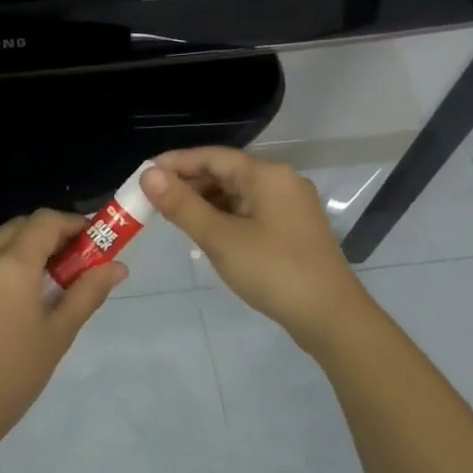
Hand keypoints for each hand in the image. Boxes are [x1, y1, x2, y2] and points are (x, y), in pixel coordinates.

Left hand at [0, 208, 126, 440]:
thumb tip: (118, 266)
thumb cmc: (14, 376)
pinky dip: (1, 266)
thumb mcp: (58, 334)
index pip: (46, 221)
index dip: (73, 223)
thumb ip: (88, 293)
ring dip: (24, 250)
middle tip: (72, 264)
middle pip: (21, 227)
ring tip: (44, 286)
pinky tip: (12, 300)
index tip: (92, 241)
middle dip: (50, 235)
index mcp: (12, 265)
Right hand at [141, 147, 372, 351]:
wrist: (330, 316)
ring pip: (237, 194)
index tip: (142, 176)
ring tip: (172, 219)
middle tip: (151, 202)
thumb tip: (148, 175)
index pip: (212, 156)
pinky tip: (205, 233)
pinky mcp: (291, 229)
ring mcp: (289, 206)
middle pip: (225, 172)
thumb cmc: (273, 270)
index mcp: (266, 174)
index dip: (175, 163)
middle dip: (187, 184)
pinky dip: (224, 217)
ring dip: (204, 202)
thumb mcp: (220, 238)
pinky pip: (249, 211)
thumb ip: (182, 205)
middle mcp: (281, 181)